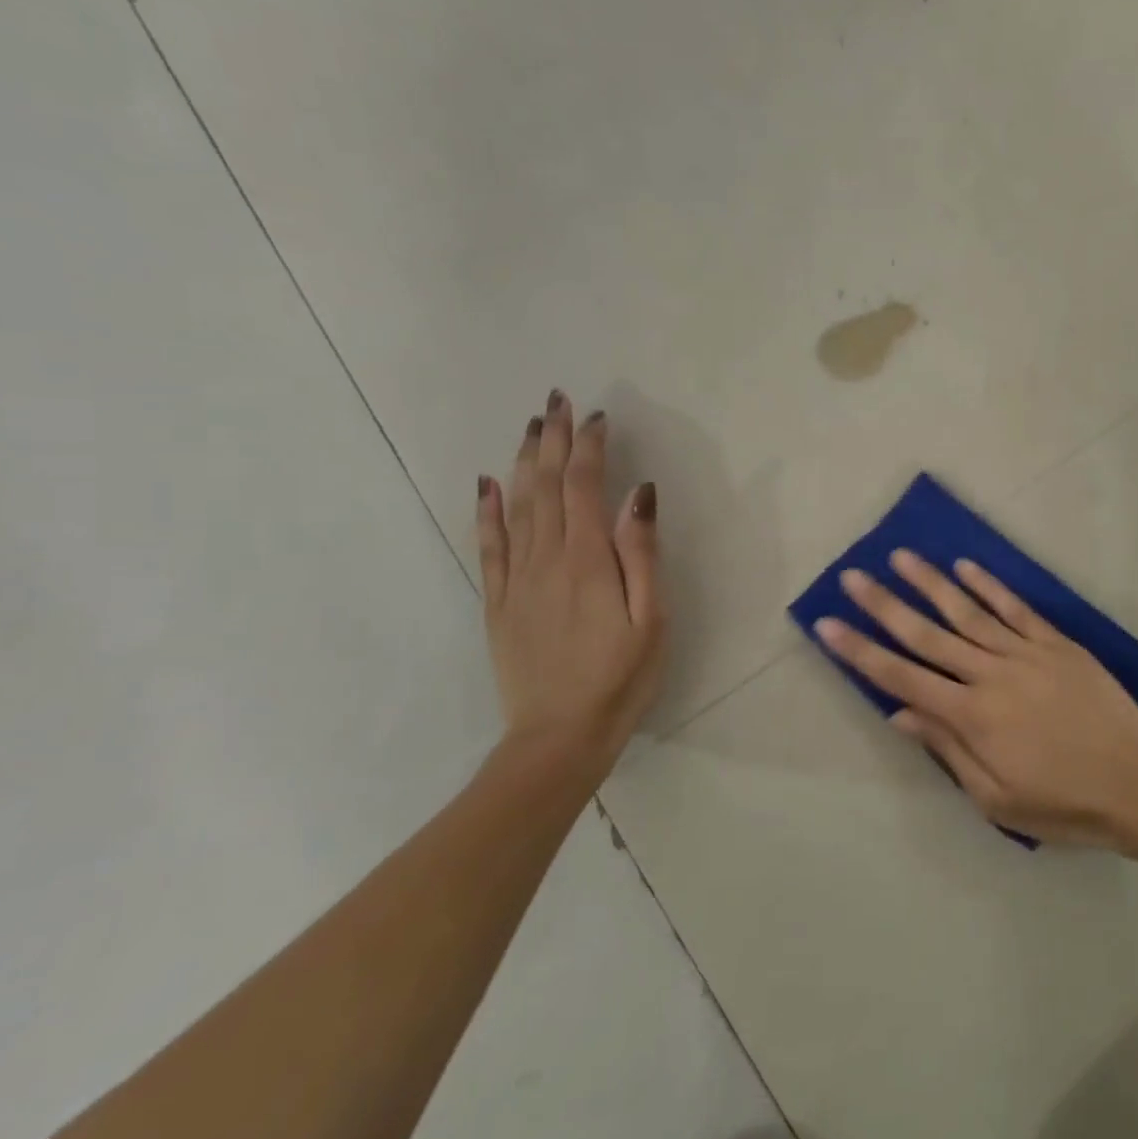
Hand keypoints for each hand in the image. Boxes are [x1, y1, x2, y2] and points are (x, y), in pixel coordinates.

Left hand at [476, 391, 665, 782]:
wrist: (558, 737)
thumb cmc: (621, 678)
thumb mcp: (652, 619)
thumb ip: (641, 553)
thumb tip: (639, 495)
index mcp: (587, 561)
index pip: (584, 487)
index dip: (589, 448)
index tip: (597, 417)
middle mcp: (546, 559)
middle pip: (545, 486)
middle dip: (552, 440)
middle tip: (556, 401)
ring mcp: (517, 580)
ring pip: (515, 506)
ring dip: (523, 462)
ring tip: (531, 427)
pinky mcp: (499, 602)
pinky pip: (489, 545)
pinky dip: (486, 510)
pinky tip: (485, 484)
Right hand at [815, 552, 1137, 844]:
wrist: (1136, 784)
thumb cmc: (1061, 803)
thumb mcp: (994, 798)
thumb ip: (946, 749)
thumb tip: (899, 713)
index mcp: (970, 716)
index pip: (902, 677)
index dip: (861, 651)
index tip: (829, 625)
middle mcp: (990, 675)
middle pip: (926, 634)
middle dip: (885, 605)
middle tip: (853, 576)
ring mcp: (1025, 653)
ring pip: (968, 611)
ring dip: (931, 582)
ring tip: (901, 556)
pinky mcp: (1056, 643)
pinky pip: (1016, 608)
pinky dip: (990, 586)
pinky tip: (966, 566)